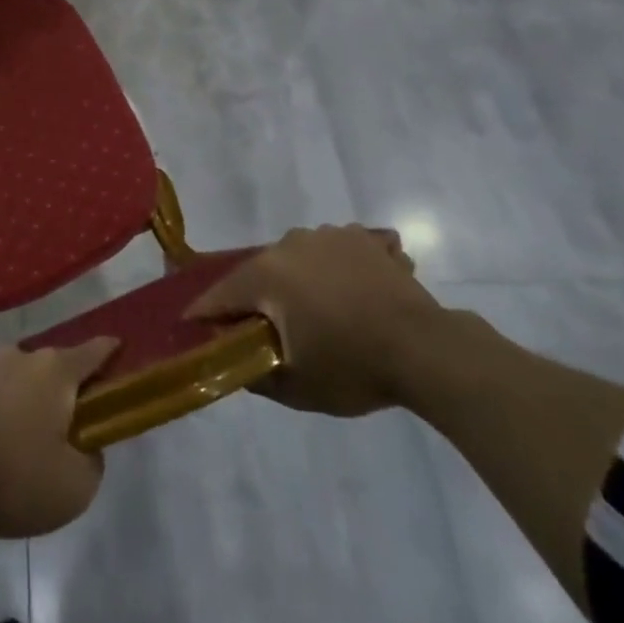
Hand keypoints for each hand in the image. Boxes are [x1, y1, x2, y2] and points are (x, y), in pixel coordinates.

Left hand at [0, 339, 117, 539]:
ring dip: (26, 398)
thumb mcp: (75, 488)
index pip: (94, 351)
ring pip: (18, 377)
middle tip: (70, 424)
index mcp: (56, 371)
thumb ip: (92, 462)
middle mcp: (20, 356)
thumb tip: (85, 446)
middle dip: (65, 389)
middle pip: (54, 366)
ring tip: (25, 437)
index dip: (111, 353)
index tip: (121, 353)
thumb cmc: (14, 478)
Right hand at [186, 224, 446, 417]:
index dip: (206, 315)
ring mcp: (327, 235)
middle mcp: (288, 244)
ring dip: (300, 281)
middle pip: (260, 273)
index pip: (220, 295)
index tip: (197, 329)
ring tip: (321, 313)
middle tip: (272, 331)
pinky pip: (336, 250)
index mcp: (265, 274)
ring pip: (298, 259)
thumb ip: (255, 373)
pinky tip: (354, 292)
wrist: (426, 349)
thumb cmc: (353, 367)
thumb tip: (233, 361)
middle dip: (260, 299)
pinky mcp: (361, 238)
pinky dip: (337, 268)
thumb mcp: (296, 387)